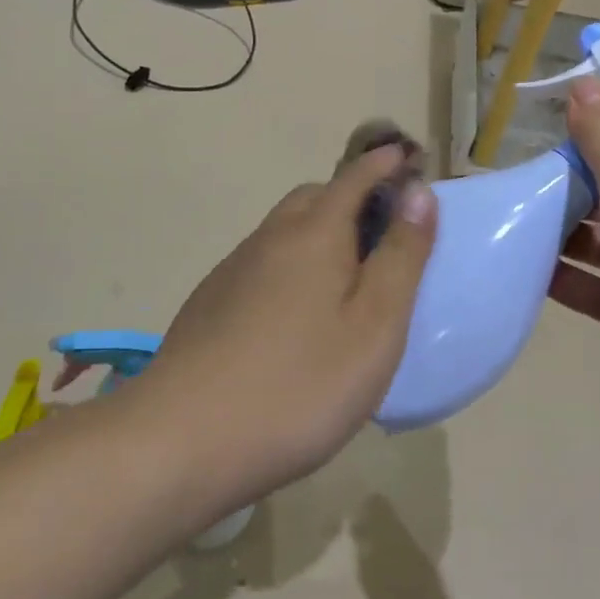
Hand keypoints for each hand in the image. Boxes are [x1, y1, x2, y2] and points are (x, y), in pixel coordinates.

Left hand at [136, 144, 436, 502]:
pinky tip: (296, 316)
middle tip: (383, 232)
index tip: (407, 158)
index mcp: (315, 233)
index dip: (385, 164)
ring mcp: (233, 271)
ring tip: (345, 278)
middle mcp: (270, 238)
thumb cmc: (300, 384)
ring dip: (319, 233)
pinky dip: (291, 266)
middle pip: (314, 197)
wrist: (181, 440)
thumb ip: (401, 255)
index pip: (356, 177)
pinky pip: (263, 263)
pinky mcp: (210, 304)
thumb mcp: (375, 325)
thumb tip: (418, 193)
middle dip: (351, 197)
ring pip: (285, 231)